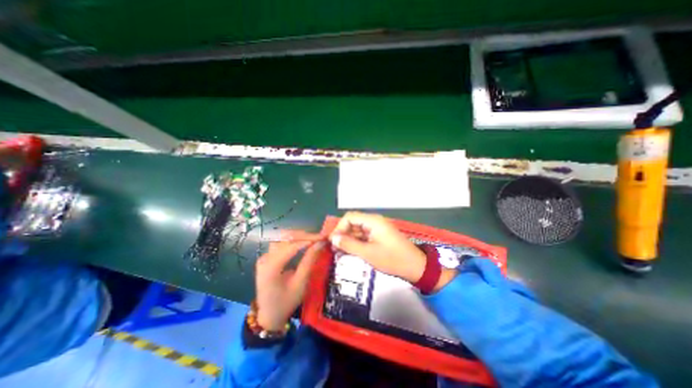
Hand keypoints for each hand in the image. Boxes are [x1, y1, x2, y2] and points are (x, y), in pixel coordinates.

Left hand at [255, 230, 325, 330]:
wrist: (269, 315)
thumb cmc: (286, 302)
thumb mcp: (300, 283)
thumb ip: (309, 261)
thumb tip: (321, 243)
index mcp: (271, 267)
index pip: (291, 246)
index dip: (308, 239)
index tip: (323, 237)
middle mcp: (265, 258)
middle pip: (285, 238)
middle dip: (304, 235)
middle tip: (320, 237)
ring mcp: (265, 256)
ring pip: (283, 238)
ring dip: (299, 236)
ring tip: (313, 239)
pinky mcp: (267, 257)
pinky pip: (281, 243)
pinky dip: (293, 240)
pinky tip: (303, 242)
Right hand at [328, 212, 423, 281]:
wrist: (416, 267)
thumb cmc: (392, 259)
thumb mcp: (368, 253)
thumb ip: (349, 244)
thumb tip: (333, 238)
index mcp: (373, 221)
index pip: (349, 217)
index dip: (339, 228)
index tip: (332, 241)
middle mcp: (374, 221)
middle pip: (353, 222)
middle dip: (343, 234)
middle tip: (334, 248)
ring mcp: (377, 228)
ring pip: (358, 229)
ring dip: (348, 238)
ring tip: (340, 251)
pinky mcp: (379, 235)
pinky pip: (364, 235)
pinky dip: (356, 242)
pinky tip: (351, 250)